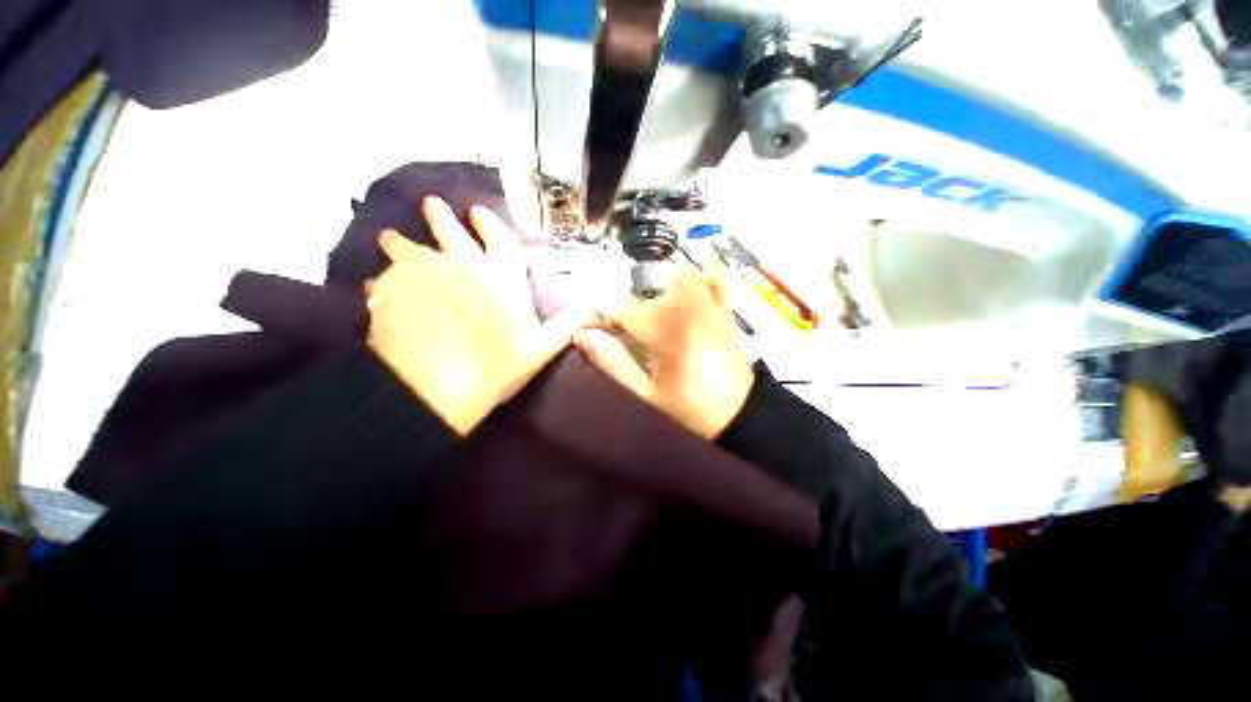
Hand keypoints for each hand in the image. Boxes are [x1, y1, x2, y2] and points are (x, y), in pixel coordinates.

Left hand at [368, 198, 587, 435]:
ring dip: (402, 244)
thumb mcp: (541, 349)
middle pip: (451, 236)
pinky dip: (384, 282)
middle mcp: (463, 270)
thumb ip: (566, 326)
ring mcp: (424, 278)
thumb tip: (597, 313)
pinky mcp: (391, 293)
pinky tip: (378, 286)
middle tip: (430, 203)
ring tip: (390, 238)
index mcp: (500, 281)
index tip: (478, 213)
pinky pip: (385, 281)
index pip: (500, 243)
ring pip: (410, 251)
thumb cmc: (496, 366)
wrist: (438, 388)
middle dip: (442, 219)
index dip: (491, 227)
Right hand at [575, 265, 754, 438]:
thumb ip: (615, 363)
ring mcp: (709, 307)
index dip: (601, 314)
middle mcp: (687, 310)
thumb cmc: (692, 409)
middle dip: (626, 310)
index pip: (622, 308)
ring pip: (676, 281)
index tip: (591, 327)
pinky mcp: (724, 312)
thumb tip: (584, 335)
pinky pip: (717, 281)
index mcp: (666, 331)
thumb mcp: (648, 395)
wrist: (741, 416)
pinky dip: (708, 267)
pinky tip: (701, 254)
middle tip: (617, 332)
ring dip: (655, 292)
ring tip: (648, 315)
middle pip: (645, 296)